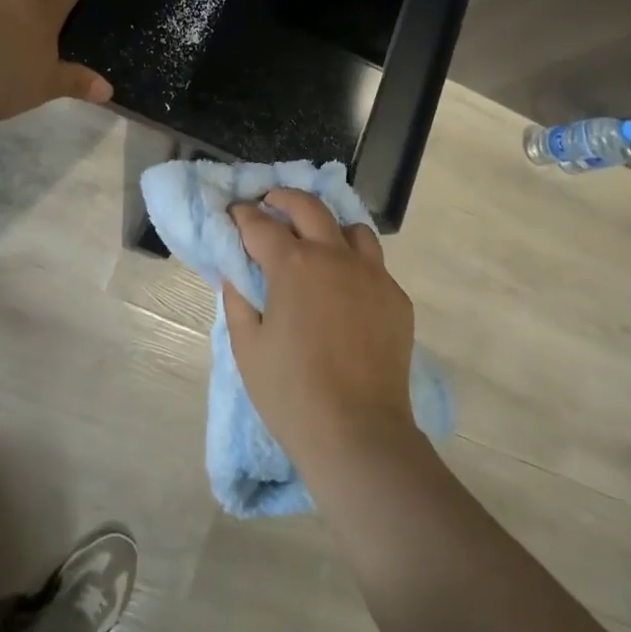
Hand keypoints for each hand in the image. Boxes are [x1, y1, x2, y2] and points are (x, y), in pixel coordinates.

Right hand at [223, 189, 418, 476]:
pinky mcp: (396, 298)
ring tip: (315, 243)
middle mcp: (335, 256)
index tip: (234, 214)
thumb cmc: (291, 392)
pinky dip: (354, 263)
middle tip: (269, 205)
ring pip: (351, 228)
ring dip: (328, 226)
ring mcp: (372, 275)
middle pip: (309, 206)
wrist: (358, 433)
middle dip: (283, 198)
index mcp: (293, 265)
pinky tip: (344, 288)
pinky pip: (374, 265)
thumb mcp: (247, 347)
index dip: (242, 215)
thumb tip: (236, 272)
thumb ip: (237, 300)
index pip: (260, 224)